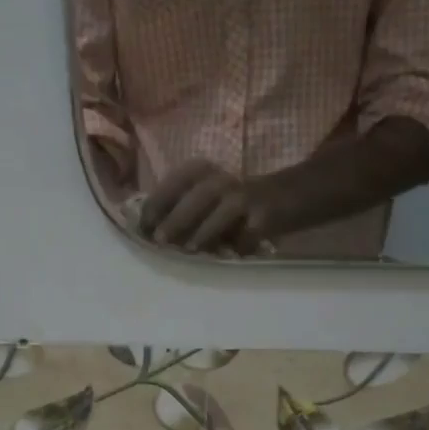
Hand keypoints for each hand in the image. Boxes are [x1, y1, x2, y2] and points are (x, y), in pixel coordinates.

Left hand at [138, 161, 279, 255]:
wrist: (285, 196)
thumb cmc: (233, 205)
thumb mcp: (205, 200)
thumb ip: (180, 212)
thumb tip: (148, 235)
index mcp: (202, 173)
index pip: (175, 182)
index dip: (157, 202)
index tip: (143, 226)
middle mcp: (222, 179)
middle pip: (198, 193)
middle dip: (176, 216)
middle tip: (159, 240)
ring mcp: (245, 196)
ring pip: (223, 209)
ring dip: (205, 229)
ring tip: (190, 249)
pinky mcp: (265, 214)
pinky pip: (248, 232)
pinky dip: (237, 245)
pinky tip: (228, 256)